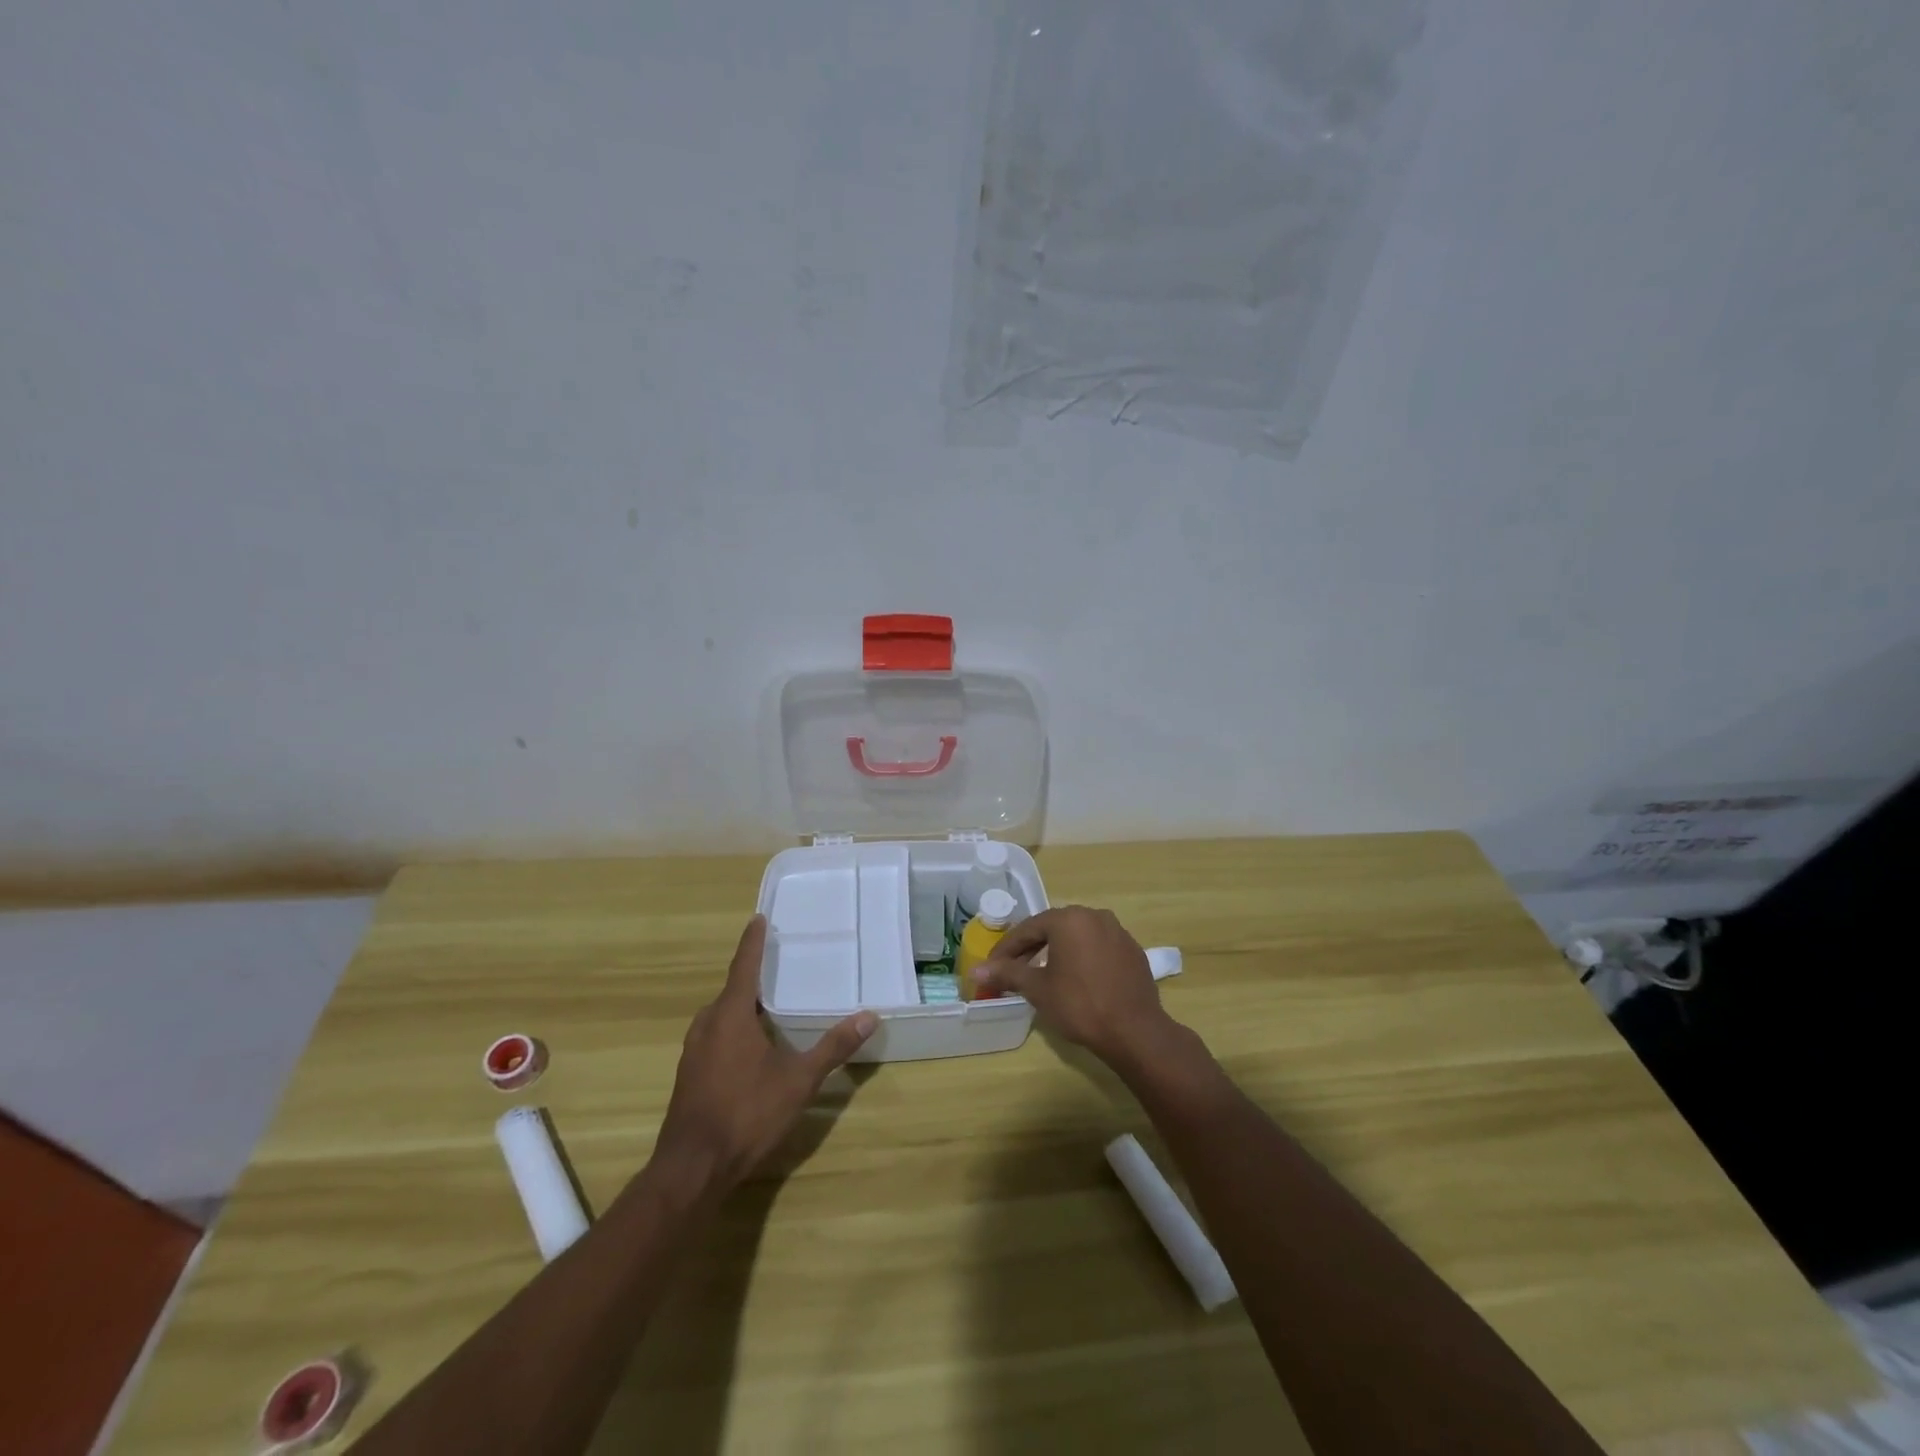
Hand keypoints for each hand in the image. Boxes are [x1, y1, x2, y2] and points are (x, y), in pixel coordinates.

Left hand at [652, 916, 875, 1195]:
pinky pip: (714, 1036)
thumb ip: (832, 1047)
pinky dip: (733, 1029)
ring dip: (742, 1006)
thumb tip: (869, 1016)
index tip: (758, 918)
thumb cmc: (746, 1113)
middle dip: (752, 977)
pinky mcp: (689, 1075)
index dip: (752, 942)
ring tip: (768, 1005)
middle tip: (777, 965)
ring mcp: (693, 1051)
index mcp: (730, 1015)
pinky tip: (750, 1048)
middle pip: (732, 991)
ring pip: (720, 1016)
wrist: (692, 1168)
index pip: (743, 966)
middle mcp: (707, 1025)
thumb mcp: (798, 1080)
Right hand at [970, 906, 1173, 1067]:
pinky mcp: (1132, 950)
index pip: (1029, 928)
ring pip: (1077, 936)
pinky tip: (1075, 978)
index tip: (992, 966)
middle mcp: (1095, 916)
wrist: (1135, 1031)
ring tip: (1042, 973)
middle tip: (1013, 969)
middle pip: (1053, 928)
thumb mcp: (1038, 989)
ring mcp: (1118, 932)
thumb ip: (1007, 974)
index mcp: (1069, 919)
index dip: (1007, 948)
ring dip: (1057, 951)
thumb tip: (976, 971)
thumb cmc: (1080, 1005)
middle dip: (1031, 948)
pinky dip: (1081, 957)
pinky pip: (1098, 947)